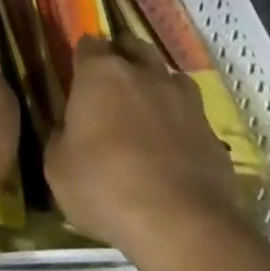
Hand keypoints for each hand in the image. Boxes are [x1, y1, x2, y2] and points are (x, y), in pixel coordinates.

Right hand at [45, 35, 246, 257]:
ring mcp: (184, 100)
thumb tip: (69, 131)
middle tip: (111, 87)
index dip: (82, 59)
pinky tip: (172, 149)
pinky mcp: (212, 131)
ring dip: (155, 87)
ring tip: (145, 114)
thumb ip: (61, 138)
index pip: (88, 45)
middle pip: (133, 48)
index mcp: (100, 74)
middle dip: (123, 59)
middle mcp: (144, 74)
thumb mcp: (57, 168)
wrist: (181, 225)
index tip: (77, 76)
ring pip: (168, 77)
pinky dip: (179, 123)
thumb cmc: (105, 187)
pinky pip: (190, 115)